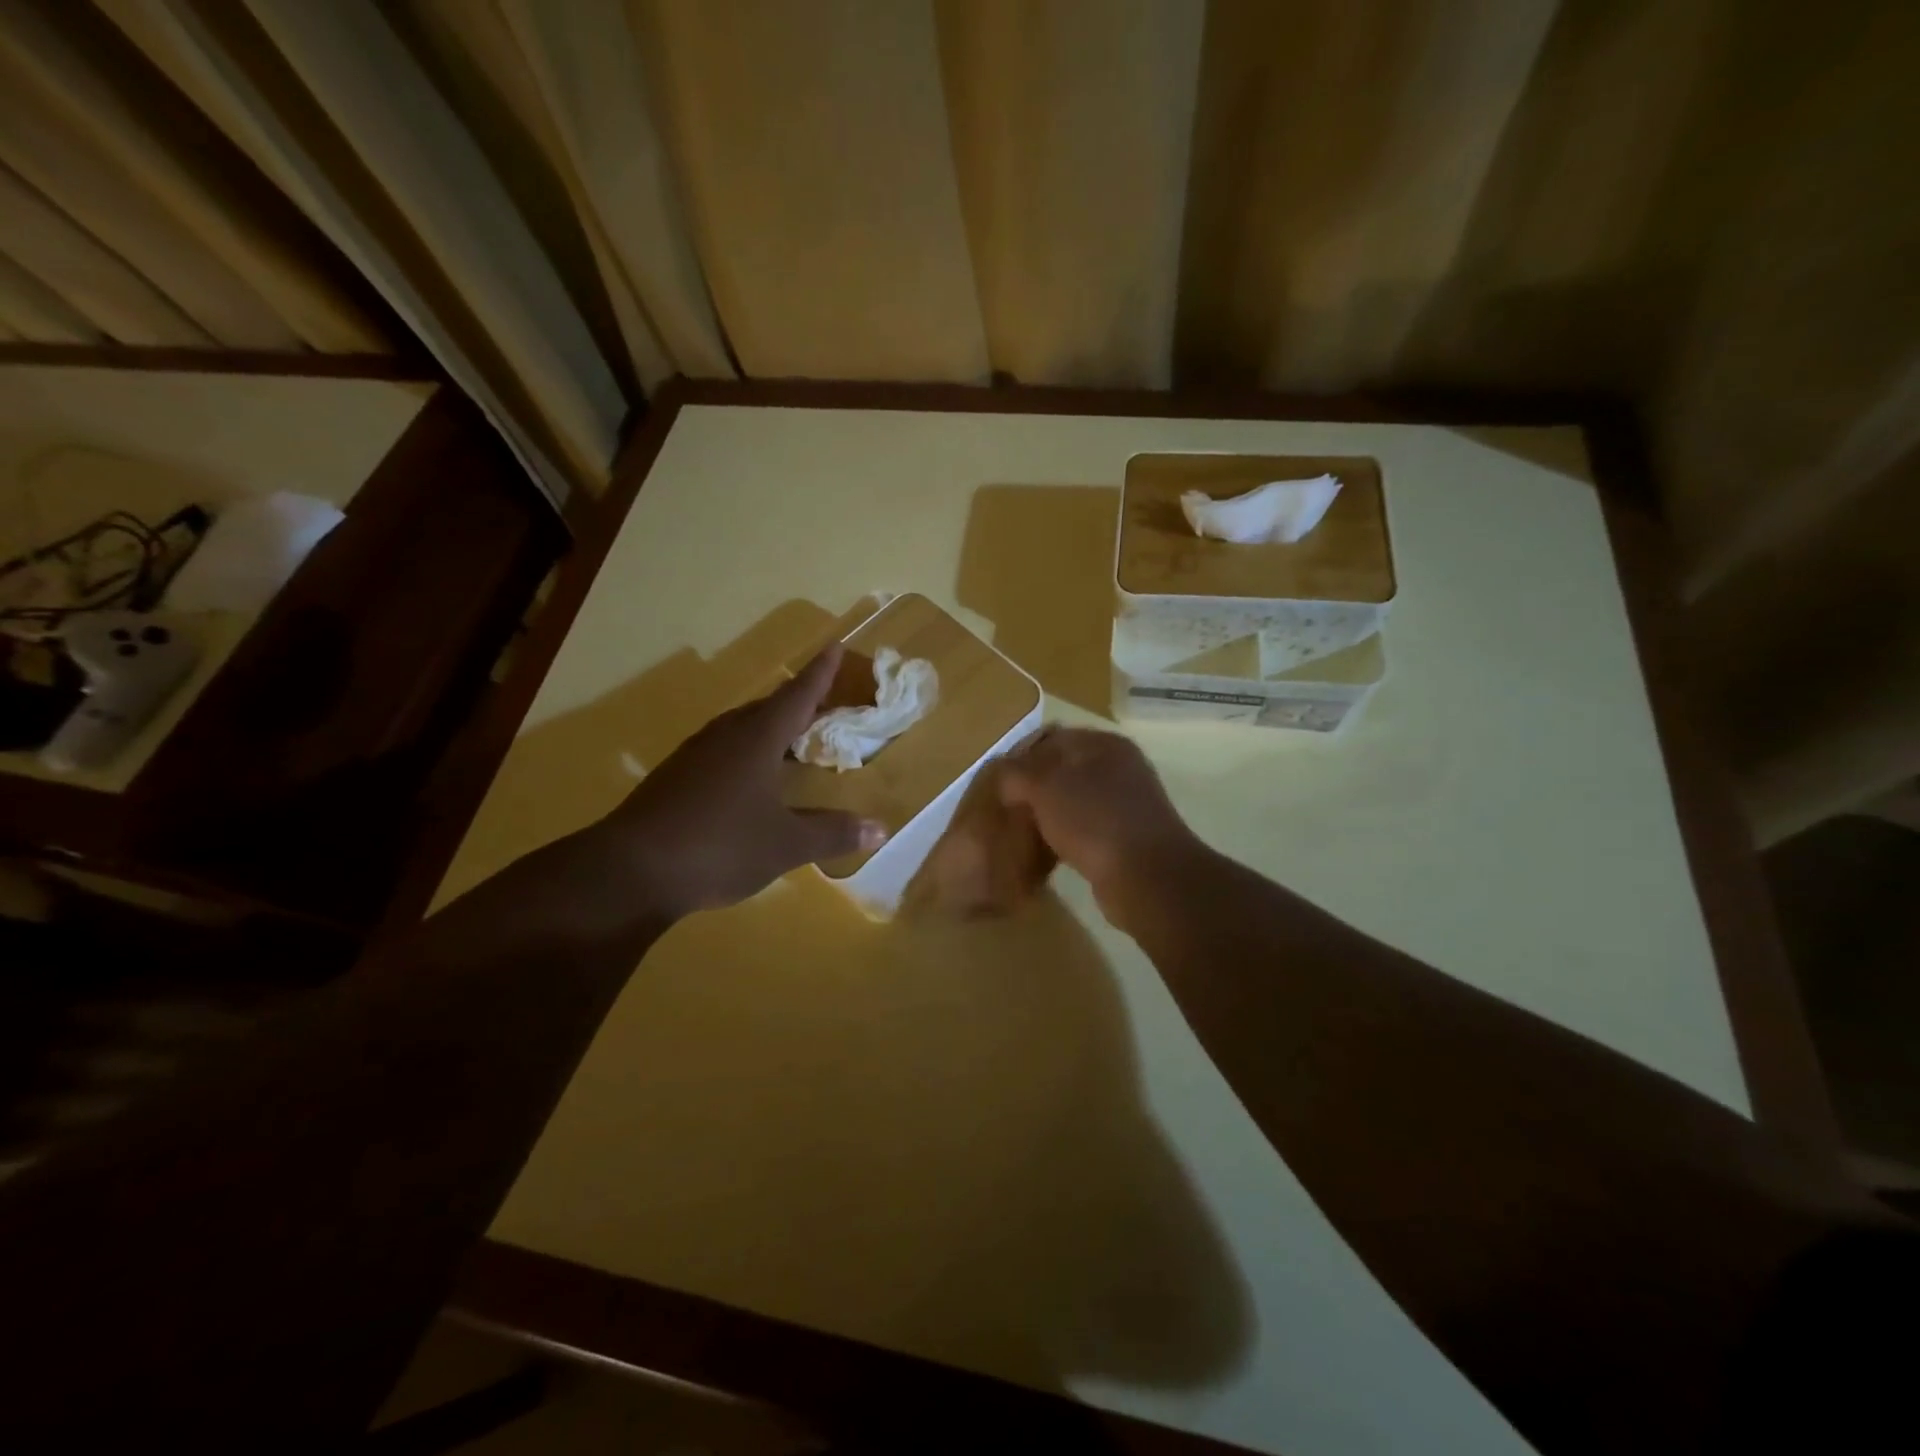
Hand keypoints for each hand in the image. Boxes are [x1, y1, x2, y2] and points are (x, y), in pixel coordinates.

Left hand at [597, 645, 887, 919]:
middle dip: (797, 703)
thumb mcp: (786, 845)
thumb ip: (833, 833)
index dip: (819, 674)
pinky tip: (750, 779)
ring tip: (791, 739)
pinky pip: (722, 751)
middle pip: (768, 708)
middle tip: (823, 704)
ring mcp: (694, 756)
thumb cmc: (720, 846)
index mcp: (757, 739)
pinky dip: (746, 753)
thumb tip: (880, 827)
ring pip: (741, 729)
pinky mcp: (674, 778)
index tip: (833, 647)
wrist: (630, 871)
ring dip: (770, 729)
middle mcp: (725, 736)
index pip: (797, 696)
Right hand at [997, 727, 1204, 923]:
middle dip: (1031, 790)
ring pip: (1071, 802)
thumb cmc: (1094, 819)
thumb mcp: (1044, 786)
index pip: (1051, 738)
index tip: (995, 781)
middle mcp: (1118, 768)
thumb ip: (1016, 773)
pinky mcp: (1123, 839)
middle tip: (1004, 809)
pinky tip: (1042, 855)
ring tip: (1018, 834)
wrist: (1146, 877)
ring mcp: (1124, 805)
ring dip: (1045, 816)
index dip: (1020, 756)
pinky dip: (1061, 839)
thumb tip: (1003, 775)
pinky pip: (1082, 831)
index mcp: (1103, 744)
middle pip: (1061, 771)